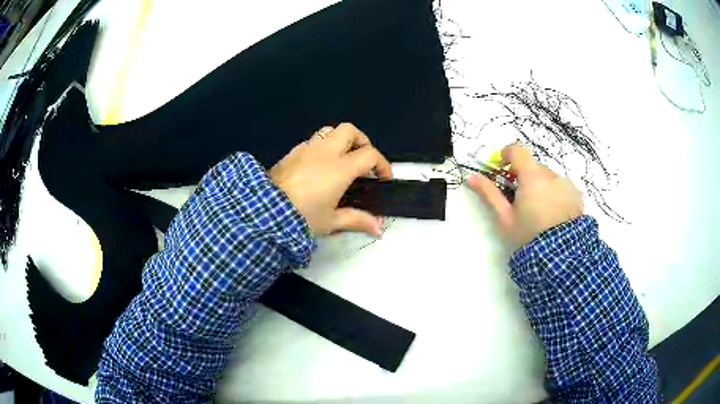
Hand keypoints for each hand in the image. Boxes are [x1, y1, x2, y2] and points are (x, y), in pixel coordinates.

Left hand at [269, 123, 391, 236]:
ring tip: (341, 161)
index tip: (383, 178)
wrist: (265, 211)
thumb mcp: (332, 221)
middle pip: (350, 131)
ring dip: (341, 141)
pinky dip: (322, 148)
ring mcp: (306, 149)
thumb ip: (358, 221)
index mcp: (340, 167)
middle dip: (362, 141)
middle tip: (363, 161)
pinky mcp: (291, 152)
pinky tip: (318, 167)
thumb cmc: (302, 216)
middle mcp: (325, 152)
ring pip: (329, 131)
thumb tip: (379, 230)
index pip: (370, 154)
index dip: (382, 164)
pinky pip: (312, 141)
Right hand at [467, 143, 583, 248]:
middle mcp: (551, 175)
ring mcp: (566, 184)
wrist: (561, 257)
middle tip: (519, 201)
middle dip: (524, 177)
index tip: (502, 169)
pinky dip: (555, 194)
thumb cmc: (528, 236)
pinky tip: (553, 216)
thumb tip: (472, 177)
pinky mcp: (577, 195)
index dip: (507, 155)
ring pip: (548, 177)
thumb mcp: (505, 218)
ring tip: (539, 213)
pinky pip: (561, 187)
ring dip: (541, 187)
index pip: (517, 150)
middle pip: (533, 166)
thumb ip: (489, 194)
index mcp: (532, 177)